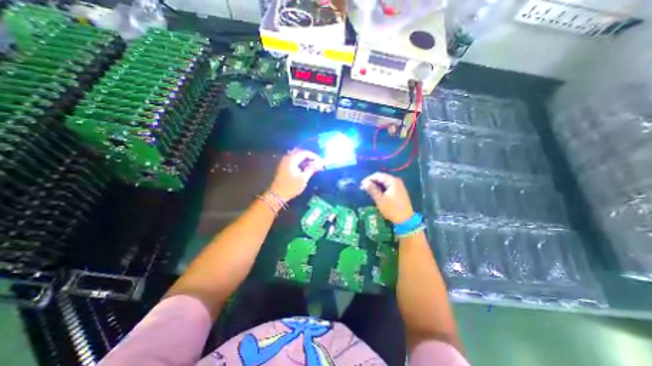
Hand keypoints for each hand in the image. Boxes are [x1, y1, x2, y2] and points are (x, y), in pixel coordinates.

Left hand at [267, 147, 322, 200]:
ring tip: (313, 167)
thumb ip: (311, 169)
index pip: (305, 153)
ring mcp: (284, 162)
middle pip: (301, 153)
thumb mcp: (303, 178)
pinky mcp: (283, 167)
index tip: (321, 162)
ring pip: (297, 157)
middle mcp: (287, 158)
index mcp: (292, 159)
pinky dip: (300, 163)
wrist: (277, 195)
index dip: (314, 156)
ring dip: (305, 161)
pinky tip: (305, 169)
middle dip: (310, 158)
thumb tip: (320, 163)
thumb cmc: (291, 187)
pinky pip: (294, 161)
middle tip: (318, 164)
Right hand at [362, 173, 410, 224]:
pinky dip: (381, 188)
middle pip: (381, 178)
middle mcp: (396, 181)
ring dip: (375, 185)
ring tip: (368, 191)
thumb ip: (372, 189)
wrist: (405, 220)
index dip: (368, 179)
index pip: (378, 175)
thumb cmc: (392, 209)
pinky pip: (387, 186)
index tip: (361, 185)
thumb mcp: (380, 199)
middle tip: (363, 188)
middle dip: (372, 182)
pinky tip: (376, 193)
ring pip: (384, 182)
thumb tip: (364, 182)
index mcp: (392, 181)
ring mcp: (398, 186)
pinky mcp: (398, 191)